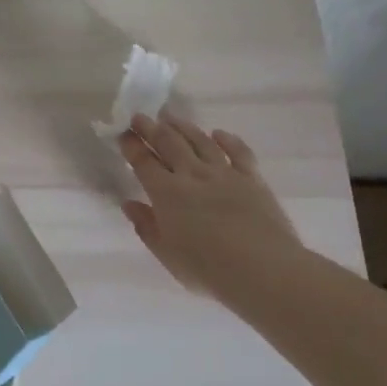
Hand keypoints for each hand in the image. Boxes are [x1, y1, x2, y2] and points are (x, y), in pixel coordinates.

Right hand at [119, 112, 301, 288]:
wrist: (263, 269)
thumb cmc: (208, 269)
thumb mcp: (167, 254)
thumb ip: (146, 226)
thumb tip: (129, 204)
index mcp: (166, 193)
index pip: (144, 162)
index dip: (132, 146)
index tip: (123, 133)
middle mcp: (192, 175)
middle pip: (168, 143)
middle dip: (151, 128)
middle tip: (140, 116)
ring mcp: (224, 173)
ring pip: (199, 141)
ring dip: (182, 126)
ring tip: (170, 116)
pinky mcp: (252, 178)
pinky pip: (238, 152)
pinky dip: (227, 139)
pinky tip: (218, 133)